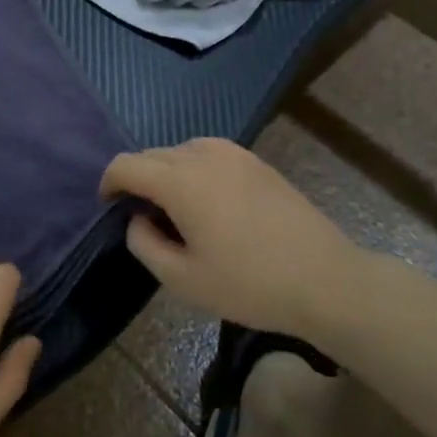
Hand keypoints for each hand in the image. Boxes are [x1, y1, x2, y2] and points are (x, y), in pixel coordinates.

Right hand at [100, 138, 364, 333]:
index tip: (110, 210)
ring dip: (166, 173)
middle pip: (150, 155)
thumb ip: (144, 244)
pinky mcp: (256, 161)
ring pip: (179, 151)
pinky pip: (207, 154)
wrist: (327, 281)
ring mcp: (233, 153)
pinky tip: (210, 204)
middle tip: (144, 219)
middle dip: (137, 180)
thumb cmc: (250, 284)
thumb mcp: (182, 280)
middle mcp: (202, 155)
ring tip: (177, 210)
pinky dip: (193, 170)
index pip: (124, 165)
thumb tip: (138, 219)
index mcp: (180, 180)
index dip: (109, 185)